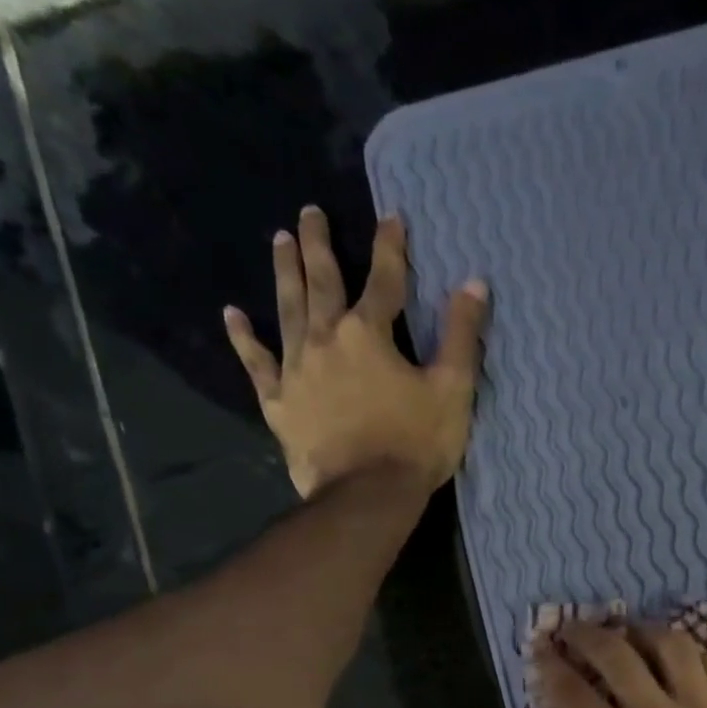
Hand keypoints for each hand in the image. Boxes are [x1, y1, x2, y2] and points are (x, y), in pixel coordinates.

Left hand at [223, 206, 488, 498]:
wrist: (367, 495)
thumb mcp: (453, 390)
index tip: (390, 216)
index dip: (390, 247)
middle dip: (318, 244)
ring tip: (279, 241)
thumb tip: (474, 283)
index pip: (383, 280)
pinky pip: (257, 364)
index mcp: (369, 334)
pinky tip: (233, 316)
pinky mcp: (279, 402)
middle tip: (309, 212)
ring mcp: (296, 370)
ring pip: (288, 310)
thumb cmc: (415, 444)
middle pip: (321, 282)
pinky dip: (244, 339)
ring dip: (285, 273)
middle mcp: (326, 339)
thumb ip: (461, 336)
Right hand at [538, 620, 706, 707]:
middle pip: (617, 655)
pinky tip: (684, 662)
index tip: (542, 650)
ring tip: (632, 634)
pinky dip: (695, 655)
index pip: (576, 696)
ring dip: (644, 632)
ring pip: (672, 645)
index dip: (552, 667)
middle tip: (573, 629)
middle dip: (586, 635)